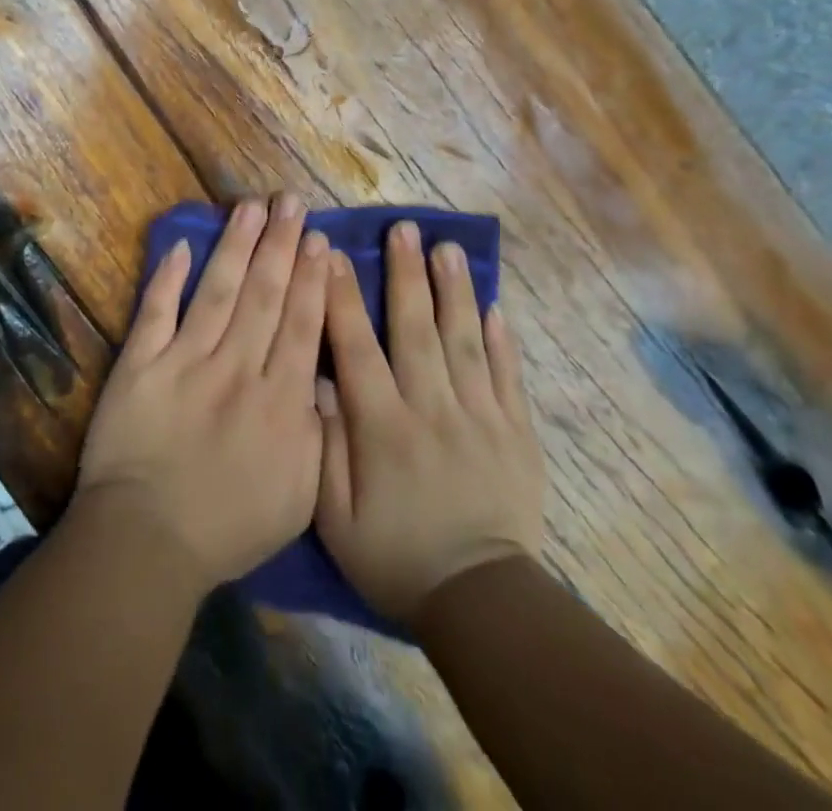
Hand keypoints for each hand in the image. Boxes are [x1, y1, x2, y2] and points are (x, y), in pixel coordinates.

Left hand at [74, 195, 329, 589]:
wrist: (147, 541)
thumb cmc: (229, 527)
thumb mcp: (299, 496)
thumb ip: (316, 432)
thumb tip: (324, 377)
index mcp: (279, 400)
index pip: (301, 324)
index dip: (312, 278)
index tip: (320, 239)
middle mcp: (237, 368)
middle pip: (264, 295)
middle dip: (281, 245)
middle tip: (291, 202)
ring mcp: (185, 361)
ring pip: (218, 291)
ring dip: (237, 246)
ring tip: (252, 208)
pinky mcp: (141, 363)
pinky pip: (157, 311)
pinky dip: (168, 278)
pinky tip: (182, 244)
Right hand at [315, 221, 544, 621]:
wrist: (480, 603)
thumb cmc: (394, 556)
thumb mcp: (334, 515)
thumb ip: (322, 445)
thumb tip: (316, 382)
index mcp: (383, 425)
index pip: (356, 347)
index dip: (342, 297)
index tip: (332, 253)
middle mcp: (431, 408)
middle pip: (416, 329)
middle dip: (406, 274)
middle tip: (403, 228)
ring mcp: (479, 417)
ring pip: (464, 341)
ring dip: (453, 291)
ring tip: (447, 248)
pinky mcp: (515, 433)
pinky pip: (508, 376)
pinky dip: (501, 339)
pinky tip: (495, 306)